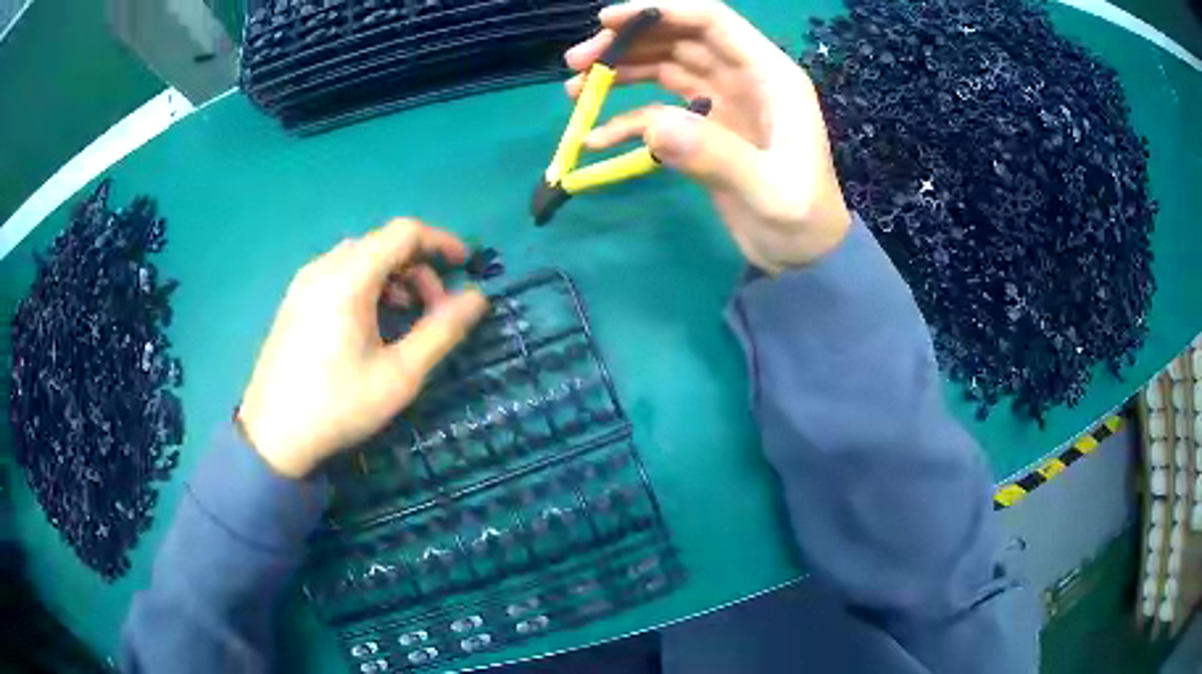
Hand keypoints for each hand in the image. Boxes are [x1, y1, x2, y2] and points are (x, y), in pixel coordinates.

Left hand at [237, 219, 488, 477]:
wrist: (273, 437)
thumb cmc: (338, 405)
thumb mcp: (400, 375)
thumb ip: (442, 331)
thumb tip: (477, 298)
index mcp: (349, 278)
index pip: (404, 232)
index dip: (441, 242)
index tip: (465, 266)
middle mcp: (324, 267)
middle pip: (382, 243)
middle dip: (418, 268)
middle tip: (435, 311)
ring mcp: (304, 282)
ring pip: (360, 258)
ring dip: (393, 277)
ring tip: (405, 319)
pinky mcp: (295, 300)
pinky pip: (339, 273)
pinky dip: (367, 285)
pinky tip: (370, 324)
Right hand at [565, 0, 850, 272]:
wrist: (805, 255)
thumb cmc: (802, 220)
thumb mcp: (769, 192)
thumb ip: (716, 156)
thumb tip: (652, 125)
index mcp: (770, 77)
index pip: (711, 22)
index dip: (660, 11)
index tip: (606, 21)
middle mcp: (744, 79)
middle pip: (679, 40)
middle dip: (628, 43)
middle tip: (577, 63)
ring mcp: (723, 102)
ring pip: (665, 68)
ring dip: (621, 74)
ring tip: (576, 91)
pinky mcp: (706, 129)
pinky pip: (661, 111)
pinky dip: (629, 120)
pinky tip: (598, 138)